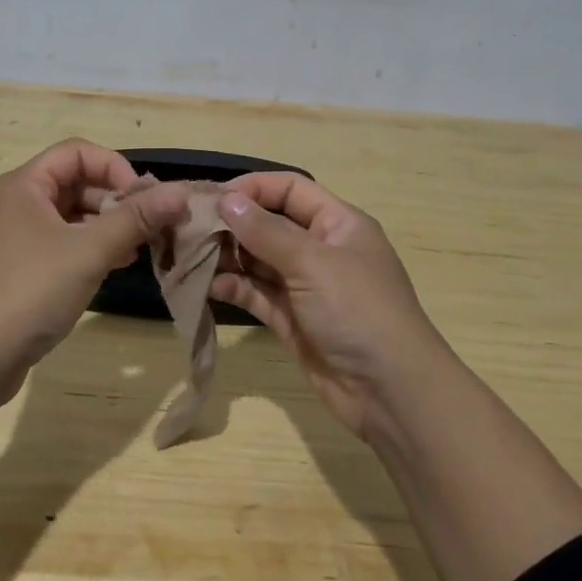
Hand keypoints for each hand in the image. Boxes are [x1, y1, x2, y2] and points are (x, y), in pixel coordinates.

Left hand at [0, 140, 188, 383]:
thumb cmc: (31, 292)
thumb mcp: (89, 251)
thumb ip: (136, 218)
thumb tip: (180, 193)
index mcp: (21, 185)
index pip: (76, 152)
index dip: (115, 168)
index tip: (143, 200)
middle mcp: (12, 203)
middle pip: (73, 183)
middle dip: (115, 200)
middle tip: (149, 228)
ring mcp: (11, 237)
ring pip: (68, 216)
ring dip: (105, 226)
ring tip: (139, 248)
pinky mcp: (14, 268)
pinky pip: (58, 243)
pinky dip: (87, 248)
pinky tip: (114, 266)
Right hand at [209, 173, 451, 437]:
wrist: (390, 391)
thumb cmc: (358, 310)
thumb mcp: (312, 262)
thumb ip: (265, 231)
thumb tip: (226, 200)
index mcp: (338, 224)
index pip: (290, 190)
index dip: (253, 188)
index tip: (213, 198)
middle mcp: (321, 250)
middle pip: (270, 224)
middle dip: (233, 225)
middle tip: (191, 229)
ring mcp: (306, 287)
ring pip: (259, 261)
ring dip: (229, 257)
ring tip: (193, 257)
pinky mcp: (292, 320)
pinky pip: (257, 294)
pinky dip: (235, 288)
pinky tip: (210, 287)